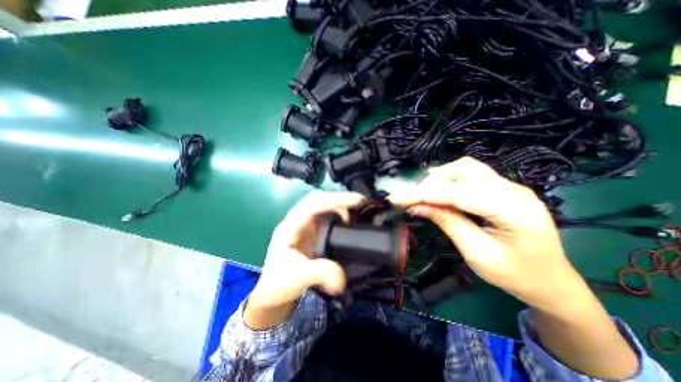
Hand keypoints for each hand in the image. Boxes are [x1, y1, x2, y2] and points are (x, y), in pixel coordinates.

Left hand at [243, 192, 360, 329]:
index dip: (334, 200)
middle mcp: (297, 220)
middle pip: (318, 200)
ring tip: (357, 210)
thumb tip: (342, 278)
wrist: (274, 292)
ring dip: (340, 204)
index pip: (312, 205)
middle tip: (360, 202)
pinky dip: (339, 214)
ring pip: (323, 205)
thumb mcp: (297, 278)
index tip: (357, 201)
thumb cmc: (280, 283)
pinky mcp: (312, 232)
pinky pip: (327, 215)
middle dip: (339, 198)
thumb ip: (319, 274)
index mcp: (290, 226)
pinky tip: (349, 221)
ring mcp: (304, 225)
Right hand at [388, 158, 637, 378]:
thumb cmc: (516, 276)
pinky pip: (471, 176)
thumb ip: (447, 223)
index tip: (396, 198)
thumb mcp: (477, 254)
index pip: (458, 193)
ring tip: (422, 194)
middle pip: (464, 169)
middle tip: (411, 199)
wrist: (551, 282)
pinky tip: (437, 189)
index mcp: (515, 211)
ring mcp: (510, 187)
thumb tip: (417, 206)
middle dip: (432, 182)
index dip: (423, 194)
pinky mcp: (503, 189)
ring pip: (466, 168)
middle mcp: (514, 190)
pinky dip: (449, 180)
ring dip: (439, 178)